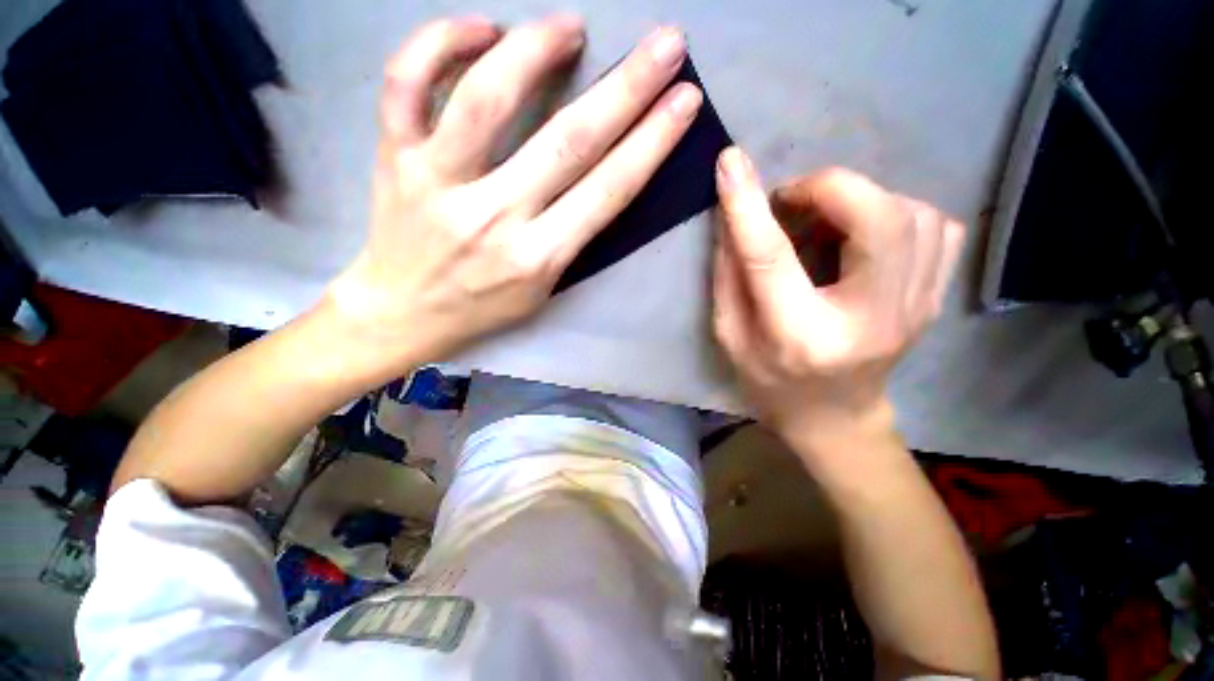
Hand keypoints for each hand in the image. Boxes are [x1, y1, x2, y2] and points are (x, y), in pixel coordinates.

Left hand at [328, 15, 701, 369]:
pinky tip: (481, 29)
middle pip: (569, 141)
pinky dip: (440, 42)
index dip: (653, 141)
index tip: (683, 101)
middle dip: (628, 88)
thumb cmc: (484, 307)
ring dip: (536, 49)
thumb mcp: (544, 289)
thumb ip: (573, 239)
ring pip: (487, 97)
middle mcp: (494, 217)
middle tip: (665, 43)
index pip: (609, 190)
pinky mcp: (393, 158)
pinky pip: (406, 83)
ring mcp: (438, 183)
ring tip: (571, 27)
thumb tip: (603, 176)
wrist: (405, 313)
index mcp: (538, 257)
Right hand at [712, 148, 964, 454]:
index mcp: (800, 335)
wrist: (834, 417)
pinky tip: (864, 235)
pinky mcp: (933, 298)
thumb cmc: (769, 381)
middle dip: (827, 187)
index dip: (748, 206)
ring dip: (858, 200)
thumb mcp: (730, 335)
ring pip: (912, 213)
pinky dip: (896, 212)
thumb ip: (728, 276)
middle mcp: (869, 319)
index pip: (771, 257)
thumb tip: (733, 214)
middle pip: (875, 218)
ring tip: (824, 223)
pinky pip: (936, 226)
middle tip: (792, 200)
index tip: (731, 163)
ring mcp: (914, 308)